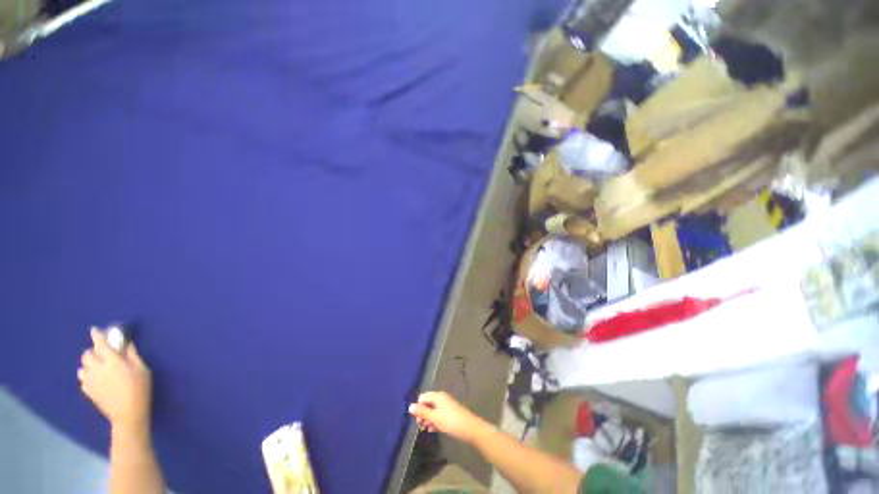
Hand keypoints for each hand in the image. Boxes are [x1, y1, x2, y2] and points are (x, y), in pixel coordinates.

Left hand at [78, 328, 152, 436]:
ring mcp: (90, 381)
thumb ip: (133, 355)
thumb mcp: (143, 370)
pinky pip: (82, 378)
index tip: (94, 330)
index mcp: (112, 361)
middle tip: (102, 353)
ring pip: (83, 366)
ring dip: (89, 363)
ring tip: (97, 366)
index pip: (101, 344)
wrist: (128, 414)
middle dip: (93, 351)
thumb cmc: (140, 389)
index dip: (97, 335)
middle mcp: (98, 368)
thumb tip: (126, 343)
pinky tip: (93, 378)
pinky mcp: (88, 391)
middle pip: (88, 354)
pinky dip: (86, 374)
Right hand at [408, 391, 484, 442]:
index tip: (417, 420)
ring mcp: (446, 405)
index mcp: (437, 396)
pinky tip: (433, 429)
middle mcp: (441, 398)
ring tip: (427, 429)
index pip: (422, 398)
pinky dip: (435, 421)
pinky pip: (439, 415)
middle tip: (421, 426)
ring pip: (433, 410)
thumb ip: (422, 412)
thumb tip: (409, 406)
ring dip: (428, 419)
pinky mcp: (450, 413)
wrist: (469, 428)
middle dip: (423, 414)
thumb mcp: (434, 417)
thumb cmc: (450, 421)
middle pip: (427, 404)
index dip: (418, 408)